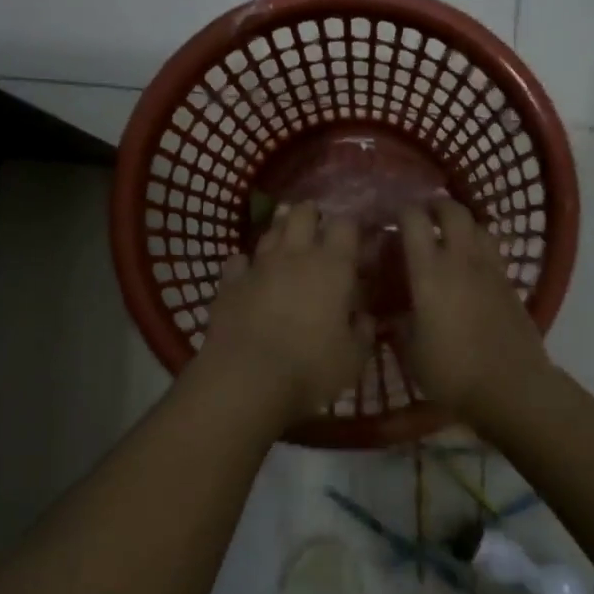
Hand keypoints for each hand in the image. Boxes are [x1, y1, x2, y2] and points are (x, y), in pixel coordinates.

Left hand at [195, 202, 372, 424]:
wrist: (246, 379)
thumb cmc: (311, 367)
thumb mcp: (353, 357)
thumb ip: (362, 331)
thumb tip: (364, 317)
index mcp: (333, 266)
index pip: (345, 225)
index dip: (351, 228)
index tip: (356, 240)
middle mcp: (296, 255)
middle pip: (303, 213)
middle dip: (311, 215)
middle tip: (318, 230)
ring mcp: (259, 265)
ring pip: (270, 231)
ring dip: (281, 232)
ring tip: (287, 245)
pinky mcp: (229, 282)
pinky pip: (238, 260)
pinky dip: (246, 264)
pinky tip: (250, 274)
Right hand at [398, 199, 553, 423]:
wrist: (511, 388)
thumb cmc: (453, 372)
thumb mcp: (411, 352)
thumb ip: (399, 324)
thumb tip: (390, 313)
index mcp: (430, 272)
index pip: (414, 220)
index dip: (401, 211)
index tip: (389, 217)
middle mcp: (462, 260)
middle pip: (453, 211)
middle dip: (435, 205)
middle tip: (422, 215)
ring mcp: (491, 269)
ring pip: (479, 225)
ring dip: (461, 221)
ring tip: (449, 234)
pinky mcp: (510, 283)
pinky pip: (493, 249)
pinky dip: (479, 245)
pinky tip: (471, 264)